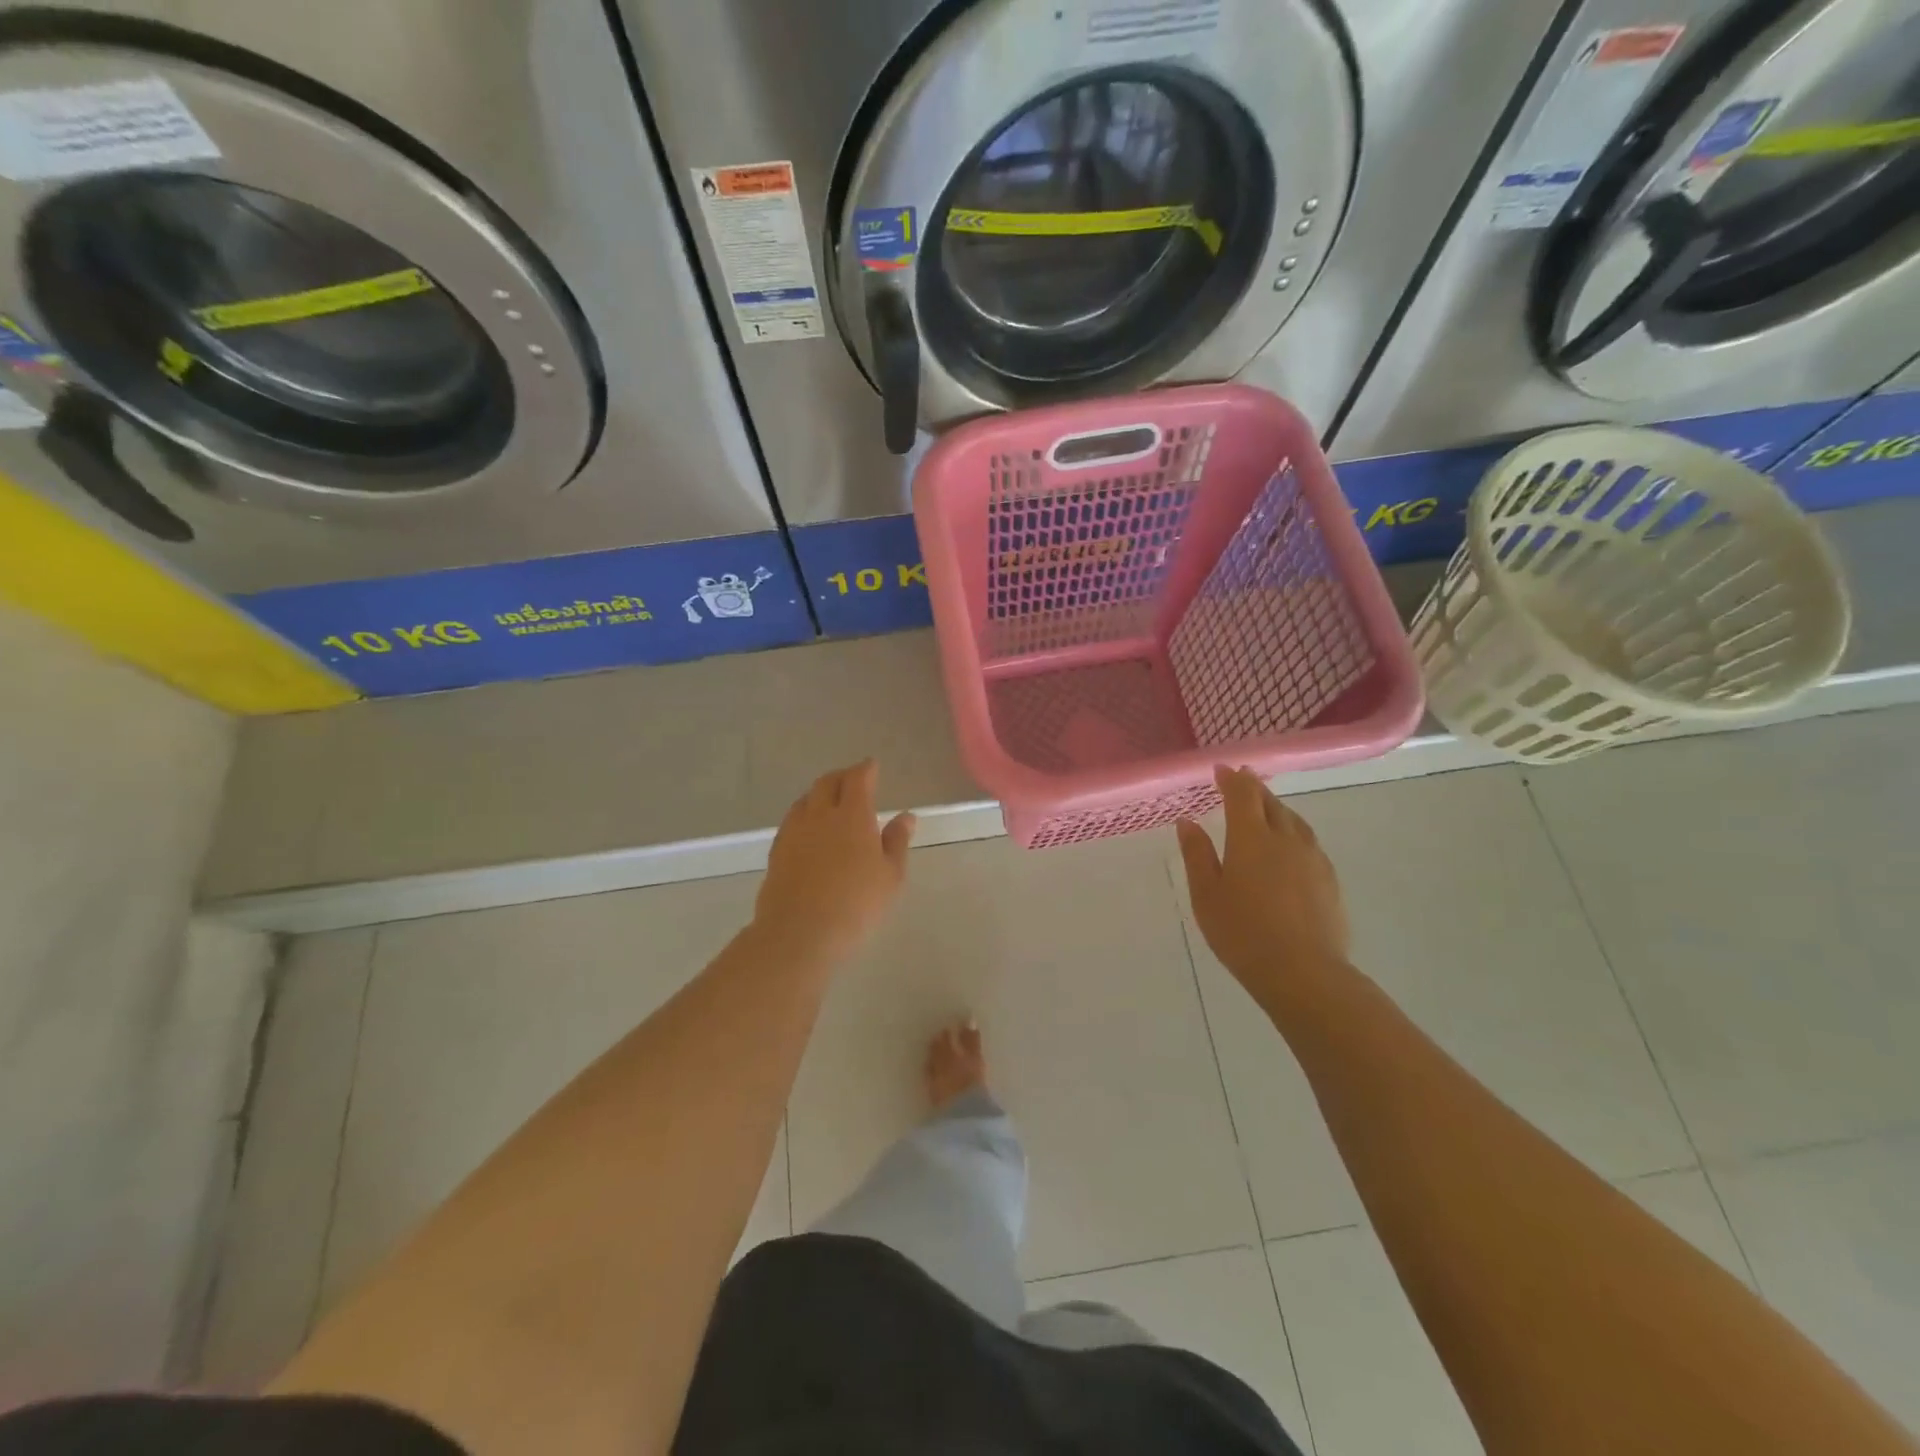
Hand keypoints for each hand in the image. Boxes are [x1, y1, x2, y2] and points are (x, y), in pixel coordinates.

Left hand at [755, 760, 914, 962]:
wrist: (799, 932)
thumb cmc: (856, 904)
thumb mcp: (890, 876)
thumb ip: (897, 841)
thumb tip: (905, 816)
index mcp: (852, 815)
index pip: (858, 779)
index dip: (866, 769)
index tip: (872, 766)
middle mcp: (820, 815)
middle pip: (827, 782)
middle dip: (842, 776)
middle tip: (853, 780)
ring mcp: (794, 831)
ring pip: (806, 799)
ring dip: (820, 794)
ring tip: (830, 802)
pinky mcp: (777, 851)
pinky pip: (792, 820)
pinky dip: (805, 815)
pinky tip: (809, 829)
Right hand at [1176, 766, 1349, 999]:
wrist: (1303, 972)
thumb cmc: (1242, 933)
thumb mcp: (1206, 895)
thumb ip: (1197, 855)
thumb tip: (1187, 821)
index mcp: (1250, 838)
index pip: (1242, 795)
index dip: (1232, 779)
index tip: (1222, 769)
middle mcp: (1285, 839)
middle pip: (1270, 803)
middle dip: (1254, 788)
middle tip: (1241, 780)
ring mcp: (1312, 858)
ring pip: (1294, 820)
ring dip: (1276, 807)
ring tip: (1265, 807)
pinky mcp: (1329, 879)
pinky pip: (1308, 841)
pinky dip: (1293, 830)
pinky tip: (1289, 845)